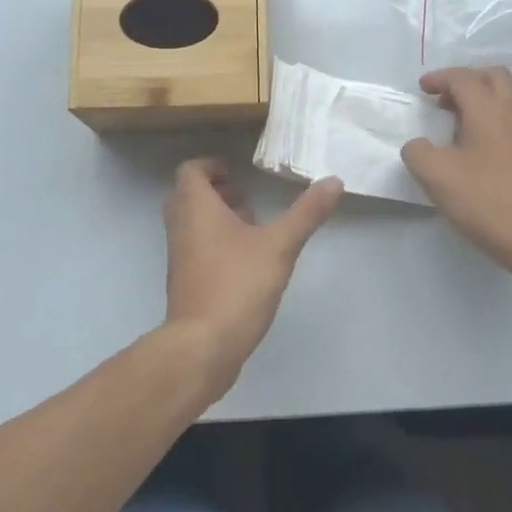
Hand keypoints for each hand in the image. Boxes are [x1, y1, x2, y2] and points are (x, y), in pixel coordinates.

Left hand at [162, 158, 343, 392]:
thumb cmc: (237, 285)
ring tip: (250, 227)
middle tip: (244, 197)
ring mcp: (178, 256)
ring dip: (215, 218)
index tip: (237, 173)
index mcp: (196, 207)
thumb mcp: (279, 246)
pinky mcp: (184, 282)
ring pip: (190, 223)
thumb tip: (334, 181)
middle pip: (187, 195)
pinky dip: (213, 242)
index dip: (212, 166)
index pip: (191, 171)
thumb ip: (306, 213)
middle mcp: (180, 226)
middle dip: (215, 191)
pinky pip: (193, 248)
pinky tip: (245, 261)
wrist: (203, 346)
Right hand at [400, 67, 511, 280]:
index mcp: (489, 109)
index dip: (440, 78)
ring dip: (484, 99)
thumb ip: (417, 152)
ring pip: (509, 97)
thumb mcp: (435, 176)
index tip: (422, 89)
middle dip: (467, 80)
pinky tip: (480, 148)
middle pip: (494, 76)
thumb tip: (419, 146)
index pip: (463, 78)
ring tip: (460, 123)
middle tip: (445, 100)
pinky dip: (496, 119)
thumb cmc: (485, 200)